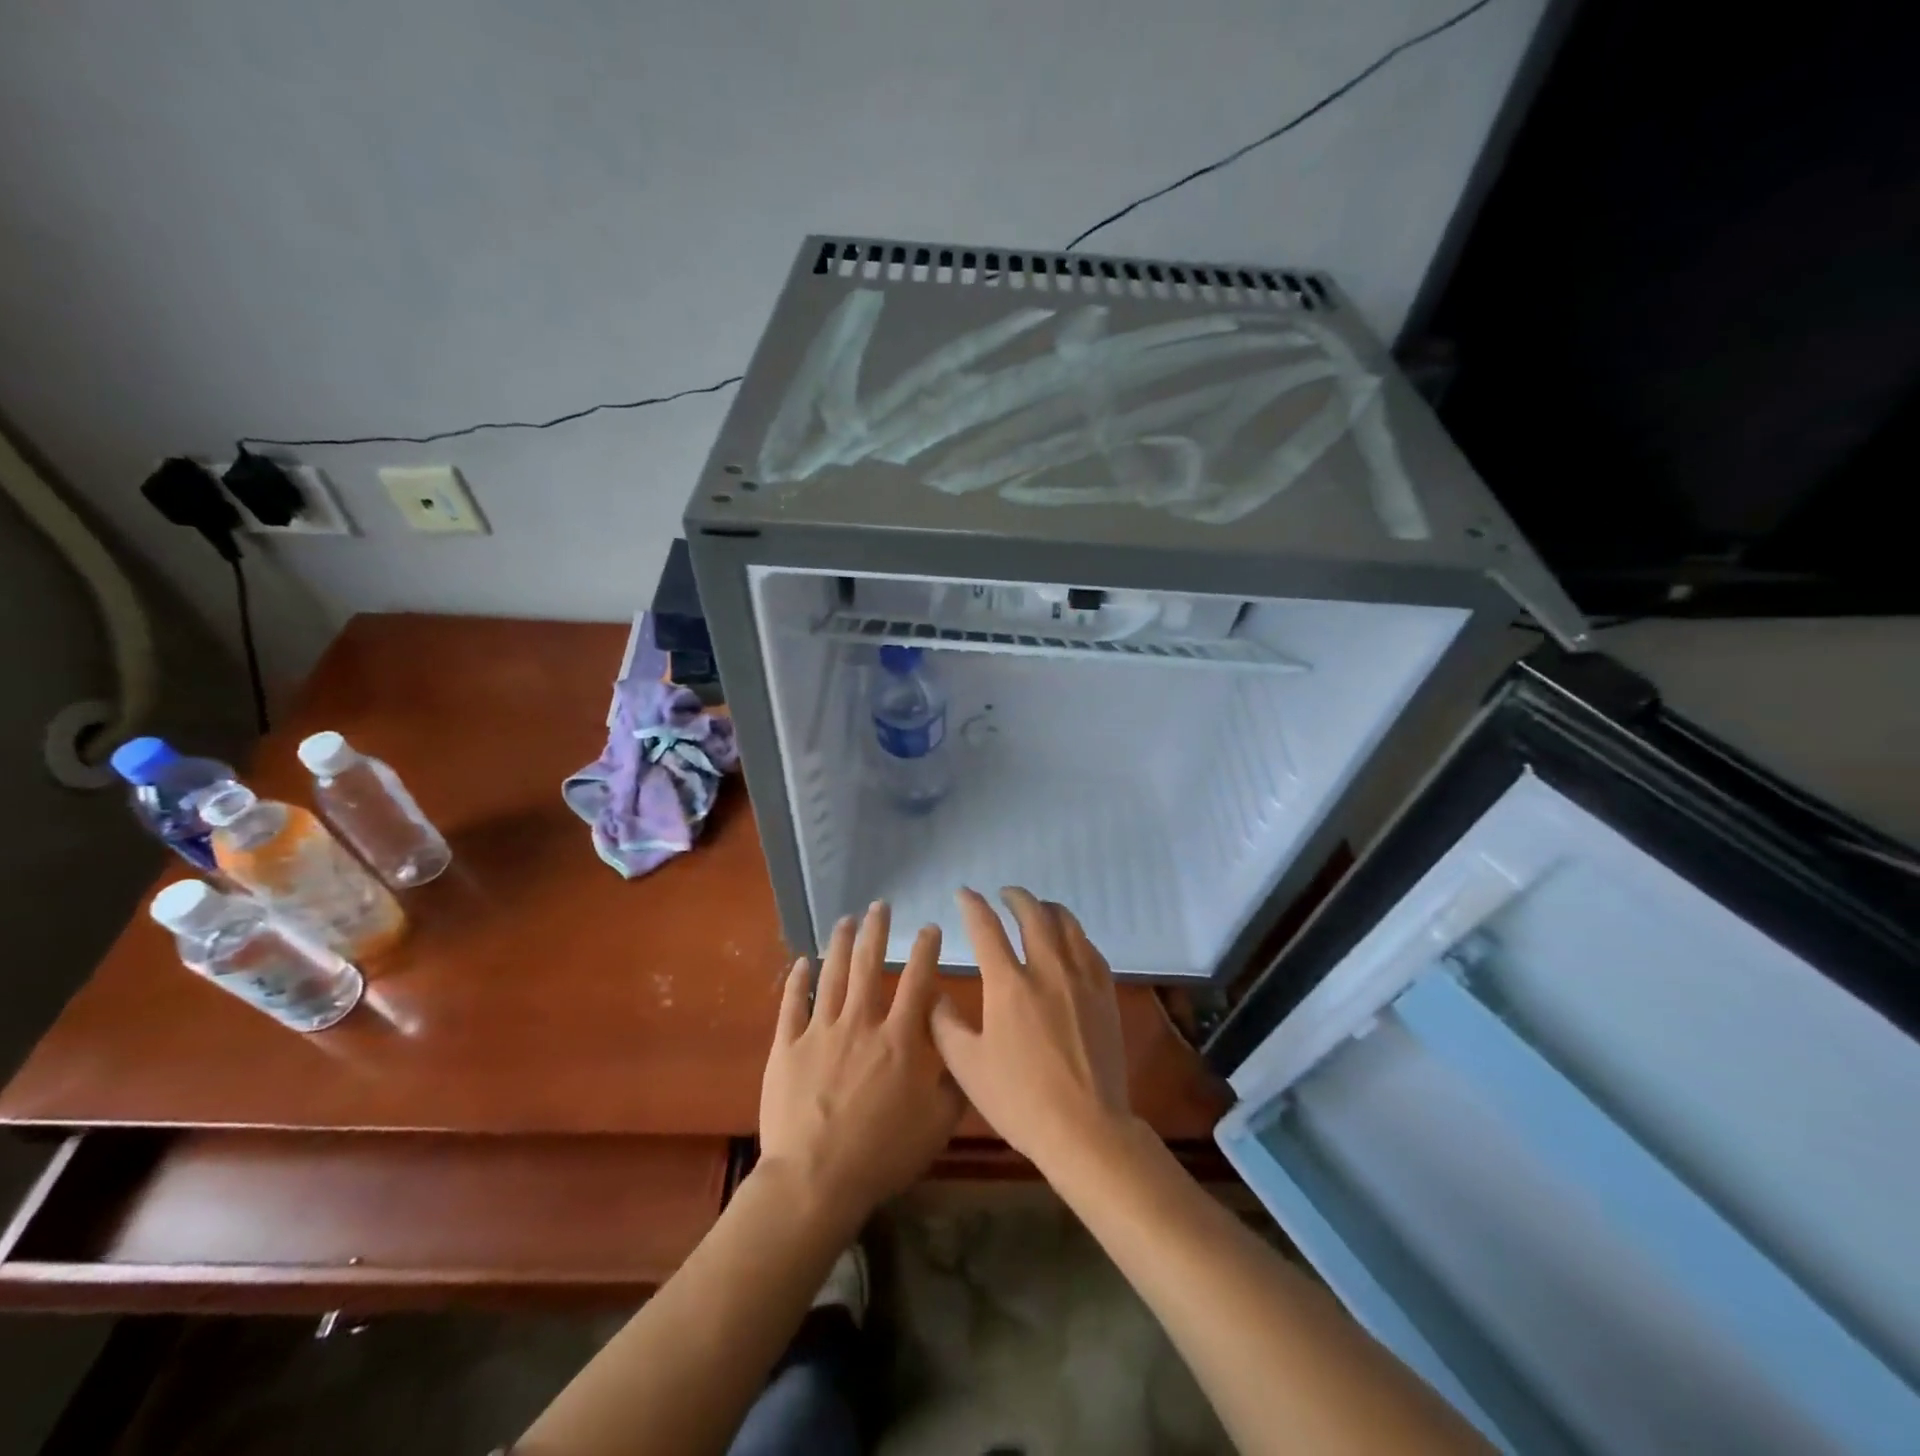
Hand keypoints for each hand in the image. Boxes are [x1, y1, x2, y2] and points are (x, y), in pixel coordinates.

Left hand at [758, 902, 963, 1230]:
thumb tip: (966, 1052)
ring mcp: (820, 1032)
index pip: (917, 981)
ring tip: (845, 920)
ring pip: (832, 975)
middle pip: (869, 965)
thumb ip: (955, 1085)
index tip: (928, 928)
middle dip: (876, 931)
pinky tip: (802, 962)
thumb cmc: (881, 1154)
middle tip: (879, 905)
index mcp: (899, 1039)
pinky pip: (792, 1004)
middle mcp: (860, 1023)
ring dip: (840, 944)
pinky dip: (797, 980)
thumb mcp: (936, 1126)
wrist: (814, 1180)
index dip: (925, 950)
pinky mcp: (787, 1047)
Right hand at [931, 887, 1133, 1173]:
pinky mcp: (1105, 994)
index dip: (972, 905)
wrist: (1086, 1128)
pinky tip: (1070, 941)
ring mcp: (1081, 979)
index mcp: (1009, 984)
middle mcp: (1047, 970)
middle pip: (1033, 914)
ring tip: (1037, 908)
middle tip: (1004, 894)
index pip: (986, 928)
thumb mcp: (967, 1067)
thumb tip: (935, 995)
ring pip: (1067, 924)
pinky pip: (1090, 948)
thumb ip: (944, 1025)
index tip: (964, 894)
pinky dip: (1074, 934)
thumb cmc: (1020, 1100)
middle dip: (1015, 897)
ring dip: (1048, 908)